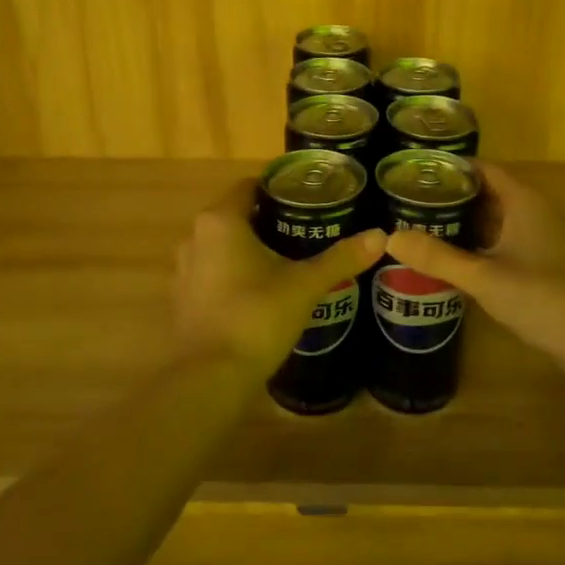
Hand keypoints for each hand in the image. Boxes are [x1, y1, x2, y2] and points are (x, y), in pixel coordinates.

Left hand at [174, 179, 385, 372]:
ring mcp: (184, 270)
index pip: (250, 186)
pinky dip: (235, 274)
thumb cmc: (256, 317)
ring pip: (223, 246)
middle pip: (237, 215)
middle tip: (309, 228)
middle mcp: (195, 237)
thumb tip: (381, 236)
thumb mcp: (304, 285)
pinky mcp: (183, 299)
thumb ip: (341, 258)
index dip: (279, 188)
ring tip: (290, 259)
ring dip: (251, 249)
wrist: (209, 378)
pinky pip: (213, 273)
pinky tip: (262, 291)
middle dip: (270, 220)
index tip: (309, 197)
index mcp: (221, 221)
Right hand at [385, 162, 564, 372]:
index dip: (448, 167)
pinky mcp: (536, 263)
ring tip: (415, 224)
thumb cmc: (542, 297)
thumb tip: (389, 238)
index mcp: (522, 201)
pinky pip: (497, 242)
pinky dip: (472, 243)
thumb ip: (437, 257)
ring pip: (490, 220)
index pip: (480, 168)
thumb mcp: (483, 277)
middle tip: (403, 200)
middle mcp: (529, 212)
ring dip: (458, 221)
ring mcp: (535, 238)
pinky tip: (445, 256)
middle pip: (483, 192)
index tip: (411, 171)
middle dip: (447, 195)